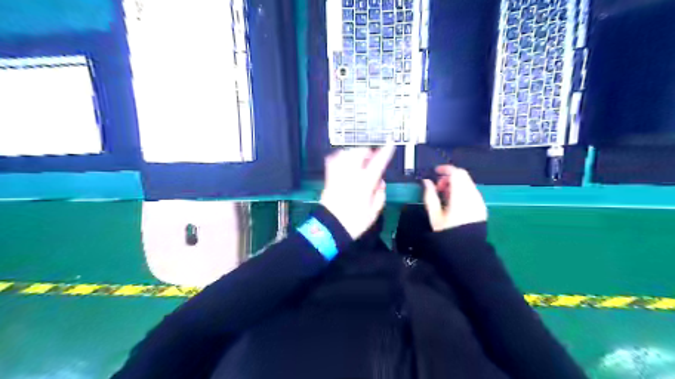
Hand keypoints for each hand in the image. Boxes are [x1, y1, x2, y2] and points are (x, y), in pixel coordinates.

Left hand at [319, 146, 396, 239]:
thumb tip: (380, 182)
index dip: (385, 152)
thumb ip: (380, 195)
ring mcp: (338, 174)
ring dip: (354, 154)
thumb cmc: (354, 222)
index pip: (378, 163)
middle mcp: (351, 175)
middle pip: (359, 152)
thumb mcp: (374, 212)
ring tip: (357, 162)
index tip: (390, 143)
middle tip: (370, 160)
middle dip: (367, 152)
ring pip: (345, 153)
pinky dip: (339, 157)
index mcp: (364, 184)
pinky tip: (343, 162)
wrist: (330, 228)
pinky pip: (332, 160)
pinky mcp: (329, 177)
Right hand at [421, 164, 485, 232]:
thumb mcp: (434, 215)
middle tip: (438, 187)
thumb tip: (427, 182)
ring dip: (456, 184)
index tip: (435, 172)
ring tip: (445, 196)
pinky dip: (462, 191)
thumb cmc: (448, 233)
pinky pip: (472, 191)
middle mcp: (472, 195)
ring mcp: (479, 201)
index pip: (456, 173)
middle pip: (463, 175)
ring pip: (468, 183)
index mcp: (460, 196)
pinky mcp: (481, 206)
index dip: (445, 169)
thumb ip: (430, 196)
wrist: (467, 249)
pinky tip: (454, 202)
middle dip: (449, 177)